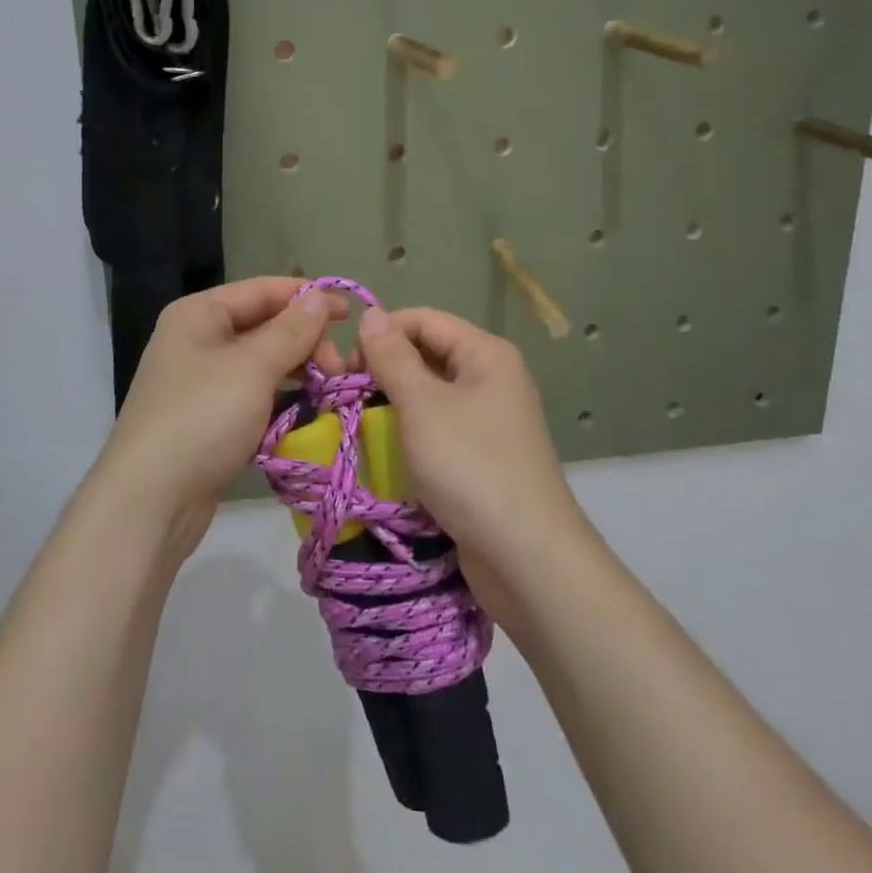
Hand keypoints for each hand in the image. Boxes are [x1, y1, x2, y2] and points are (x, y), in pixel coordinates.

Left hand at [96, 277, 350, 543]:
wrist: (149, 502)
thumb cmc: (202, 418)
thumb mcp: (252, 368)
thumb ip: (291, 330)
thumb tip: (319, 296)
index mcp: (199, 314)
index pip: (262, 291)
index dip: (307, 297)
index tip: (352, 315)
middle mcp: (196, 340)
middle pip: (263, 326)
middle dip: (305, 342)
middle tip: (339, 371)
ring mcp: (200, 383)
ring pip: (261, 365)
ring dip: (297, 372)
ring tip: (331, 391)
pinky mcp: (207, 420)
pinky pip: (253, 397)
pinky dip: (280, 401)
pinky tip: (306, 415)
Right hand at [356, 306, 587, 570]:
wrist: (527, 559)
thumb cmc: (471, 468)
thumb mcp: (422, 405)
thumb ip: (392, 356)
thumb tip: (370, 313)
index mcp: (485, 354)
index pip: (422, 319)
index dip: (381, 334)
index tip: (345, 366)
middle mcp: (491, 378)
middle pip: (426, 354)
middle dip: (382, 370)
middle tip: (345, 397)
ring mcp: (488, 420)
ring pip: (428, 394)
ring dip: (391, 404)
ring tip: (356, 424)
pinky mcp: (481, 456)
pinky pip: (436, 428)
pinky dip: (408, 433)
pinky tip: (383, 450)